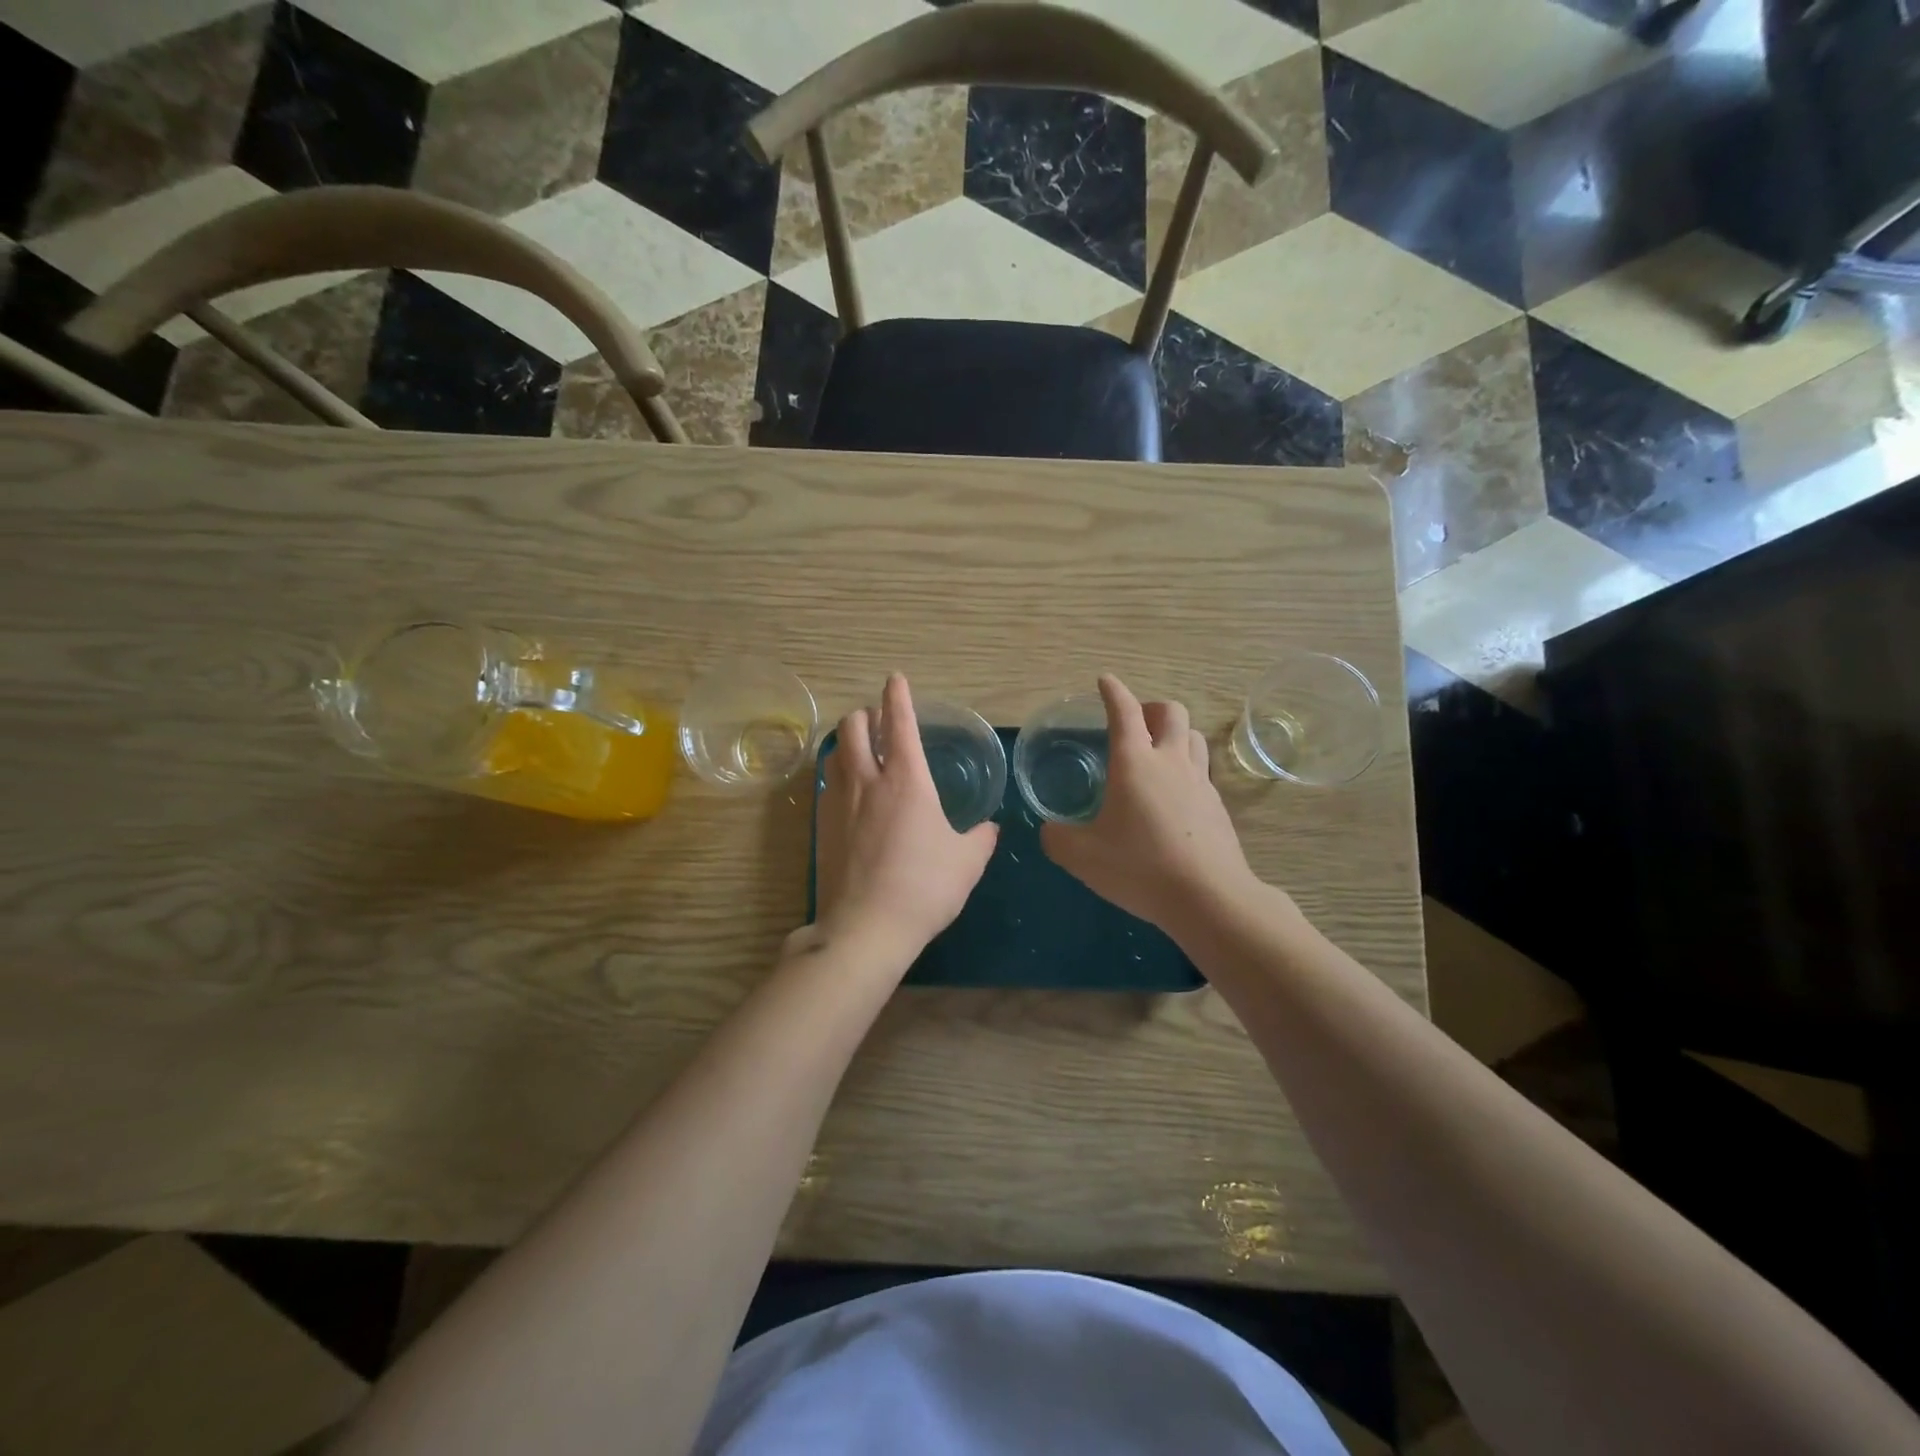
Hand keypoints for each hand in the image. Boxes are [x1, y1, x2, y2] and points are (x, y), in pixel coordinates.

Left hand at [810, 674, 998, 965]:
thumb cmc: (925, 887)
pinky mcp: (822, 827)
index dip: (897, 696)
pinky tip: (848, 791)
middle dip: (864, 714)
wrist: (866, 927)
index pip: (899, 723)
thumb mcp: (967, 863)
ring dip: (847, 741)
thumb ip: (980, 838)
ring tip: (861, 749)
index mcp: (907, 780)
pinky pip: (827, 784)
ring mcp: (839, 803)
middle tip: (878, 722)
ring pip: (834, 752)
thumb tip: (989, 827)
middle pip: (853, 727)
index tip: (895, 679)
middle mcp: (868, 781)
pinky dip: (838, 773)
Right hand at [1041, 675, 1261, 936]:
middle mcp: (1170, 762)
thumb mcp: (1083, 857)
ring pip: (1193, 736)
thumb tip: (1049, 830)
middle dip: (1151, 707)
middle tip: (1134, 722)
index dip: (1113, 692)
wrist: (1209, 897)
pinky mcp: (1217, 806)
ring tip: (1157, 752)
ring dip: (1175, 733)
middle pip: (1171, 712)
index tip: (1105, 681)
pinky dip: (1186, 767)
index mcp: (1134, 763)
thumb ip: (1058, 838)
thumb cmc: (1140, 868)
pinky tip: (1174, 795)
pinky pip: (1202, 770)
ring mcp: (1199, 782)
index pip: (1124, 712)